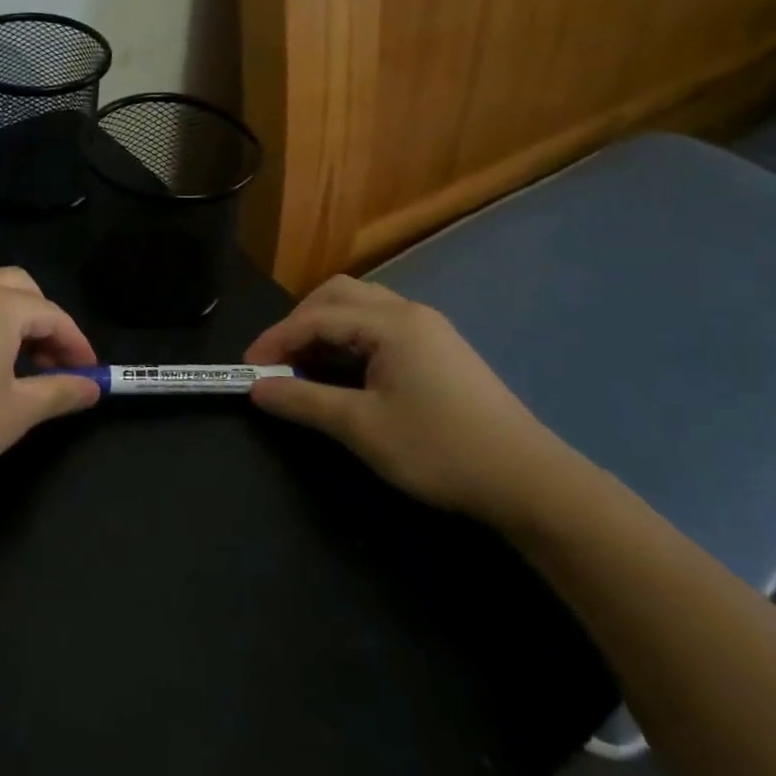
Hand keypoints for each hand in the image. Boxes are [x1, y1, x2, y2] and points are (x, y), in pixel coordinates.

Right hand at [244, 275, 582, 525]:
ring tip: (305, 365)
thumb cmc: (438, 449)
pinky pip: (381, 326)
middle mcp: (410, 313)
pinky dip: (350, 339)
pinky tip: (345, 372)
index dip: (276, 340)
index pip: (316, 318)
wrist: (526, 479)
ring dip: (326, 327)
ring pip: (362, 308)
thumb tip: (258, 390)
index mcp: (391, 323)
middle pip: (339, 295)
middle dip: (300, 322)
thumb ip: (304, 402)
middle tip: (278, 361)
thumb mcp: (362, 427)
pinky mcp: (440, 350)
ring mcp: (429, 329)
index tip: (249, 371)